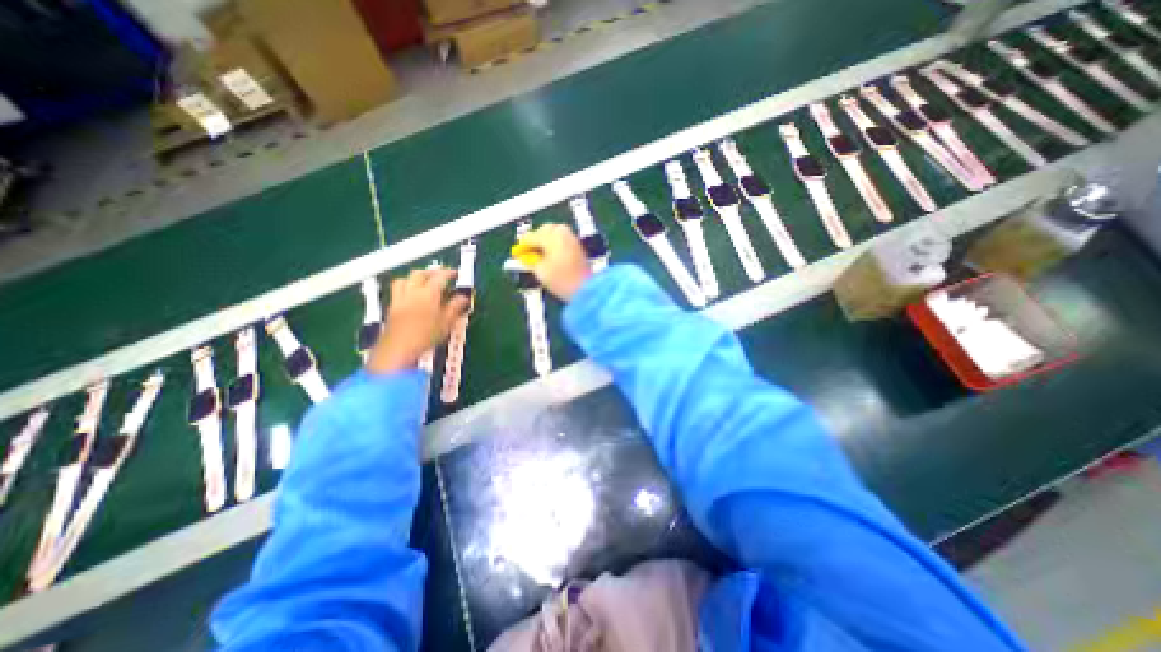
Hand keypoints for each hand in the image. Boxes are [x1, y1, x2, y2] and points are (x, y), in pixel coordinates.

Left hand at [364, 268, 466, 372]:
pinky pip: (397, 290)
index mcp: (428, 294)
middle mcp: (412, 292)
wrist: (398, 350)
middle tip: (441, 275)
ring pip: (405, 279)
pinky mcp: (391, 308)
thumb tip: (463, 298)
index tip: (456, 274)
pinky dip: (405, 287)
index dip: (449, 273)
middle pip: (420, 274)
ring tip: (423, 282)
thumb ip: (455, 307)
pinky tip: (411, 295)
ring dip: (415, 277)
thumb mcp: (447, 322)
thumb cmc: (425, 337)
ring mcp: (399, 299)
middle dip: (432, 272)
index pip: (440, 277)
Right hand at [520, 222, 590, 297]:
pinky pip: (563, 239)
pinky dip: (555, 243)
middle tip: (529, 252)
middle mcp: (563, 233)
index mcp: (551, 237)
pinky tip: (551, 255)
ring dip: (546, 240)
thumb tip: (525, 256)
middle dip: (536, 239)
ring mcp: (572, 239)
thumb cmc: (562, 281)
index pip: (531, 236)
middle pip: (544, 229)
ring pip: (555, 232)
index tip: (517, 253)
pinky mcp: (578, 246)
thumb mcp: (540, 272)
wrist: (585, 289)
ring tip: (540, 254)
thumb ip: (530, 261)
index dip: (523, 246)